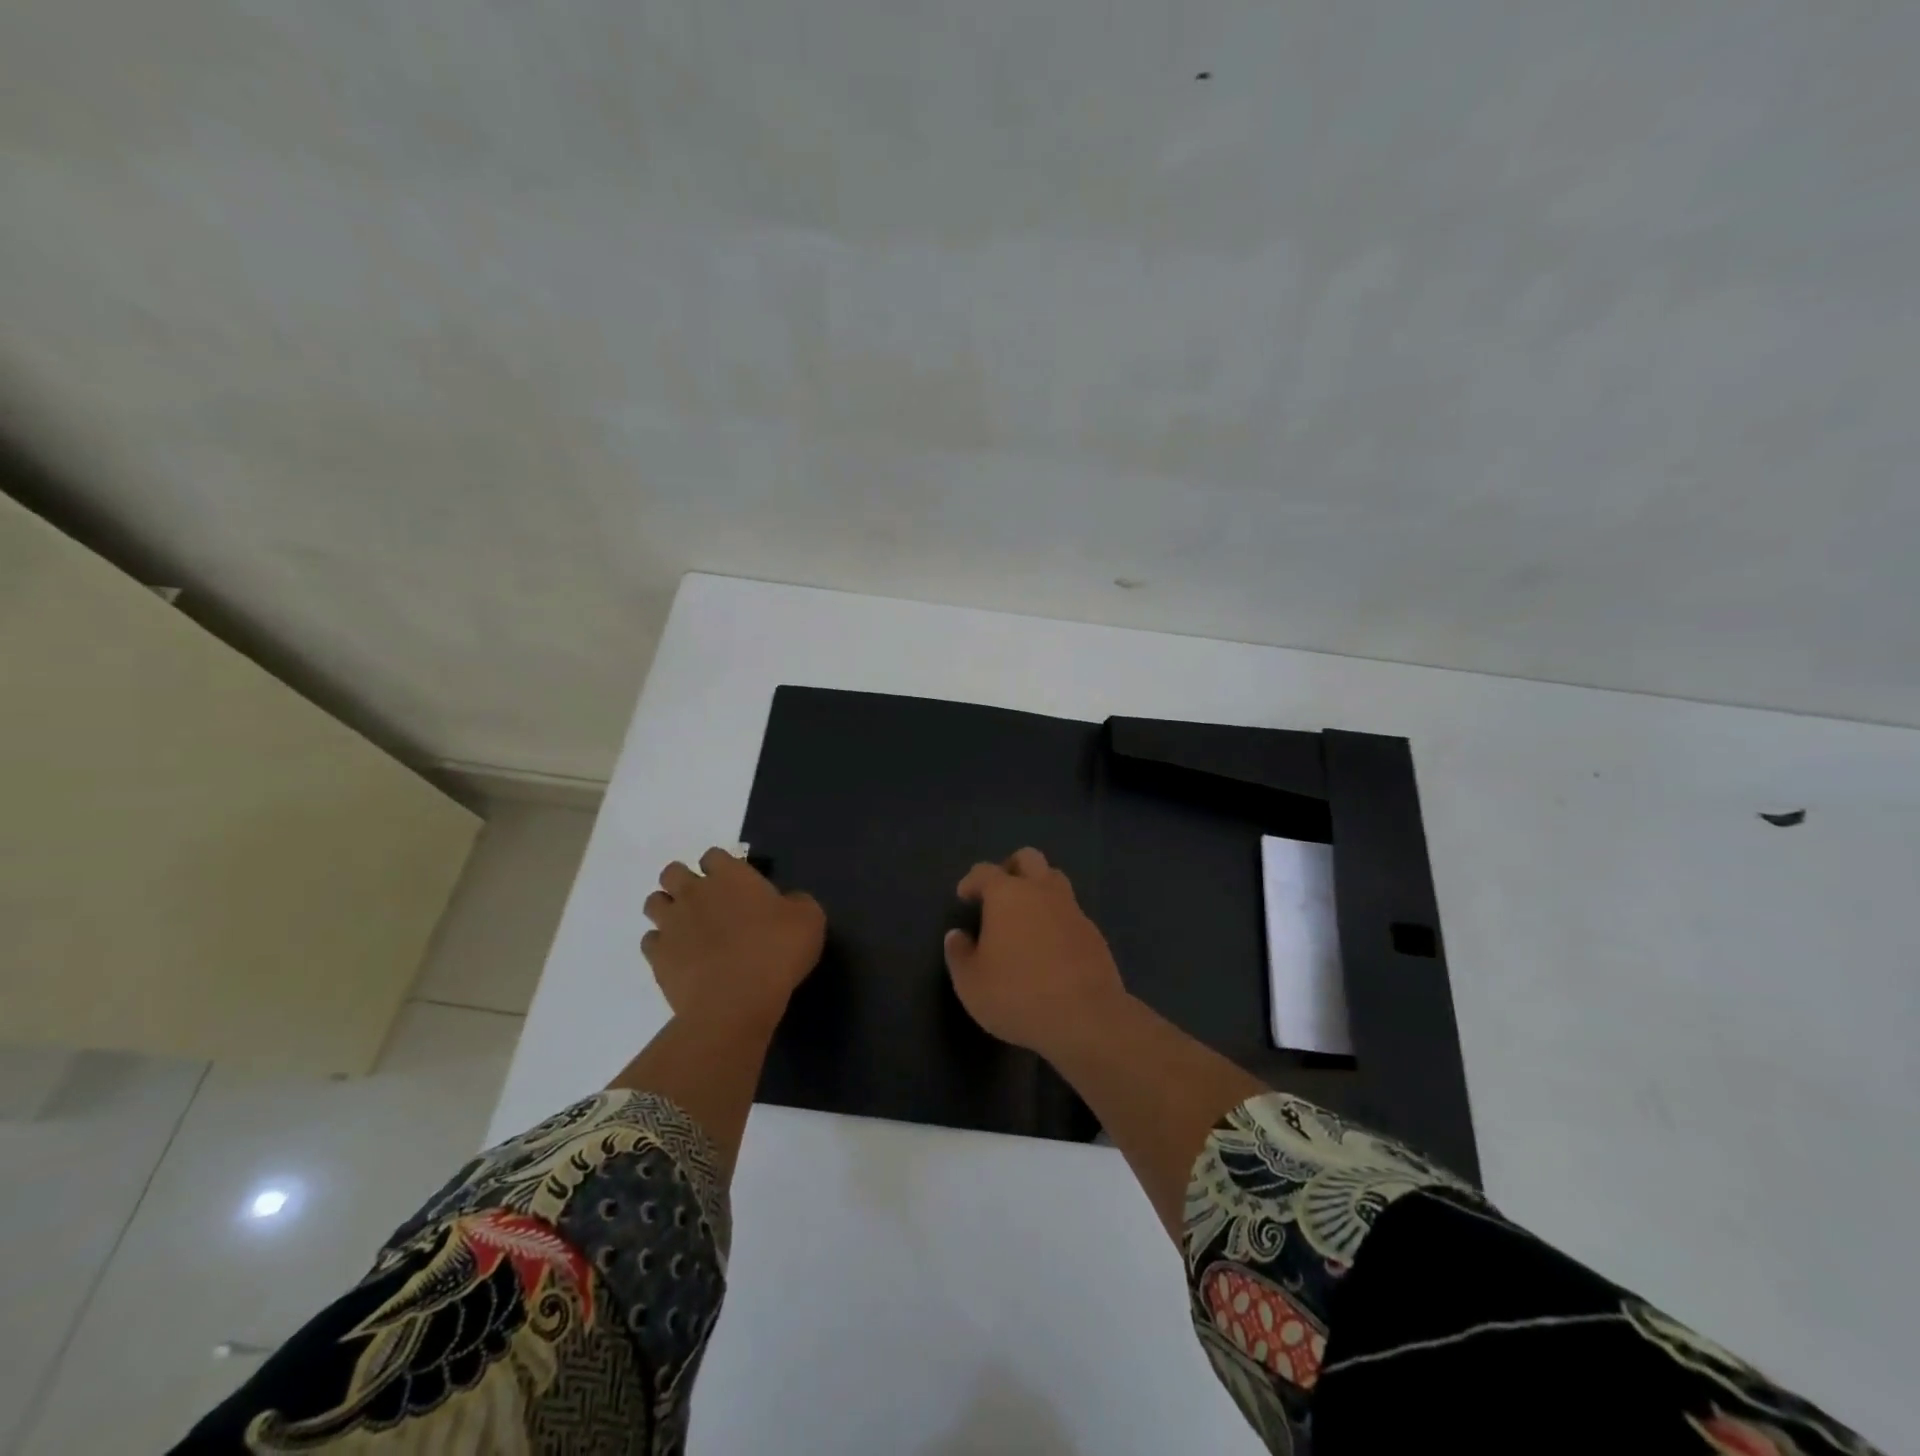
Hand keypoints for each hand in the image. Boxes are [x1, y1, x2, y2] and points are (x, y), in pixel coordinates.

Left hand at [643, 848, 824, 1031]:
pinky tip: (680, 958)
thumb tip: (787, 903)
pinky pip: (650, 940)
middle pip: (672, 872)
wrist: (735, 1000)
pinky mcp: (657, 956)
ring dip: (667, 909)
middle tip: (706, 903)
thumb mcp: (809, 919)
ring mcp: (671, 923)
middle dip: (684, 881)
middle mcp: (695, 892)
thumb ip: (795, 903)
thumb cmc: (777, 952)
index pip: (714, 855)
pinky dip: (661, 945)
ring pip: (654, 902)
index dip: (721, 867)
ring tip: (687, 928)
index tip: (735, 884)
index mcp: (731, 876)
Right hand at [943, 847, 1129, 1059]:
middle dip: (1011, 868)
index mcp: (1007, 894)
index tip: (964, 896)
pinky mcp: (1094, 933)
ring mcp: (1072, 910)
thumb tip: (957, 935)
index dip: (971, 881)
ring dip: (1039, 889)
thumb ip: (959, 954)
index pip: (984, 871)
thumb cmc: (1017, 994)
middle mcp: (1041, 892)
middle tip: (999, 893)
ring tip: (1026, 916)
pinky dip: (1057, 919)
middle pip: (1029, 859)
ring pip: (1055, 880)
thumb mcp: (970, 983)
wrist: (1085, 1017)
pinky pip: (1071, 913)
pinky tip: (1051, 946)